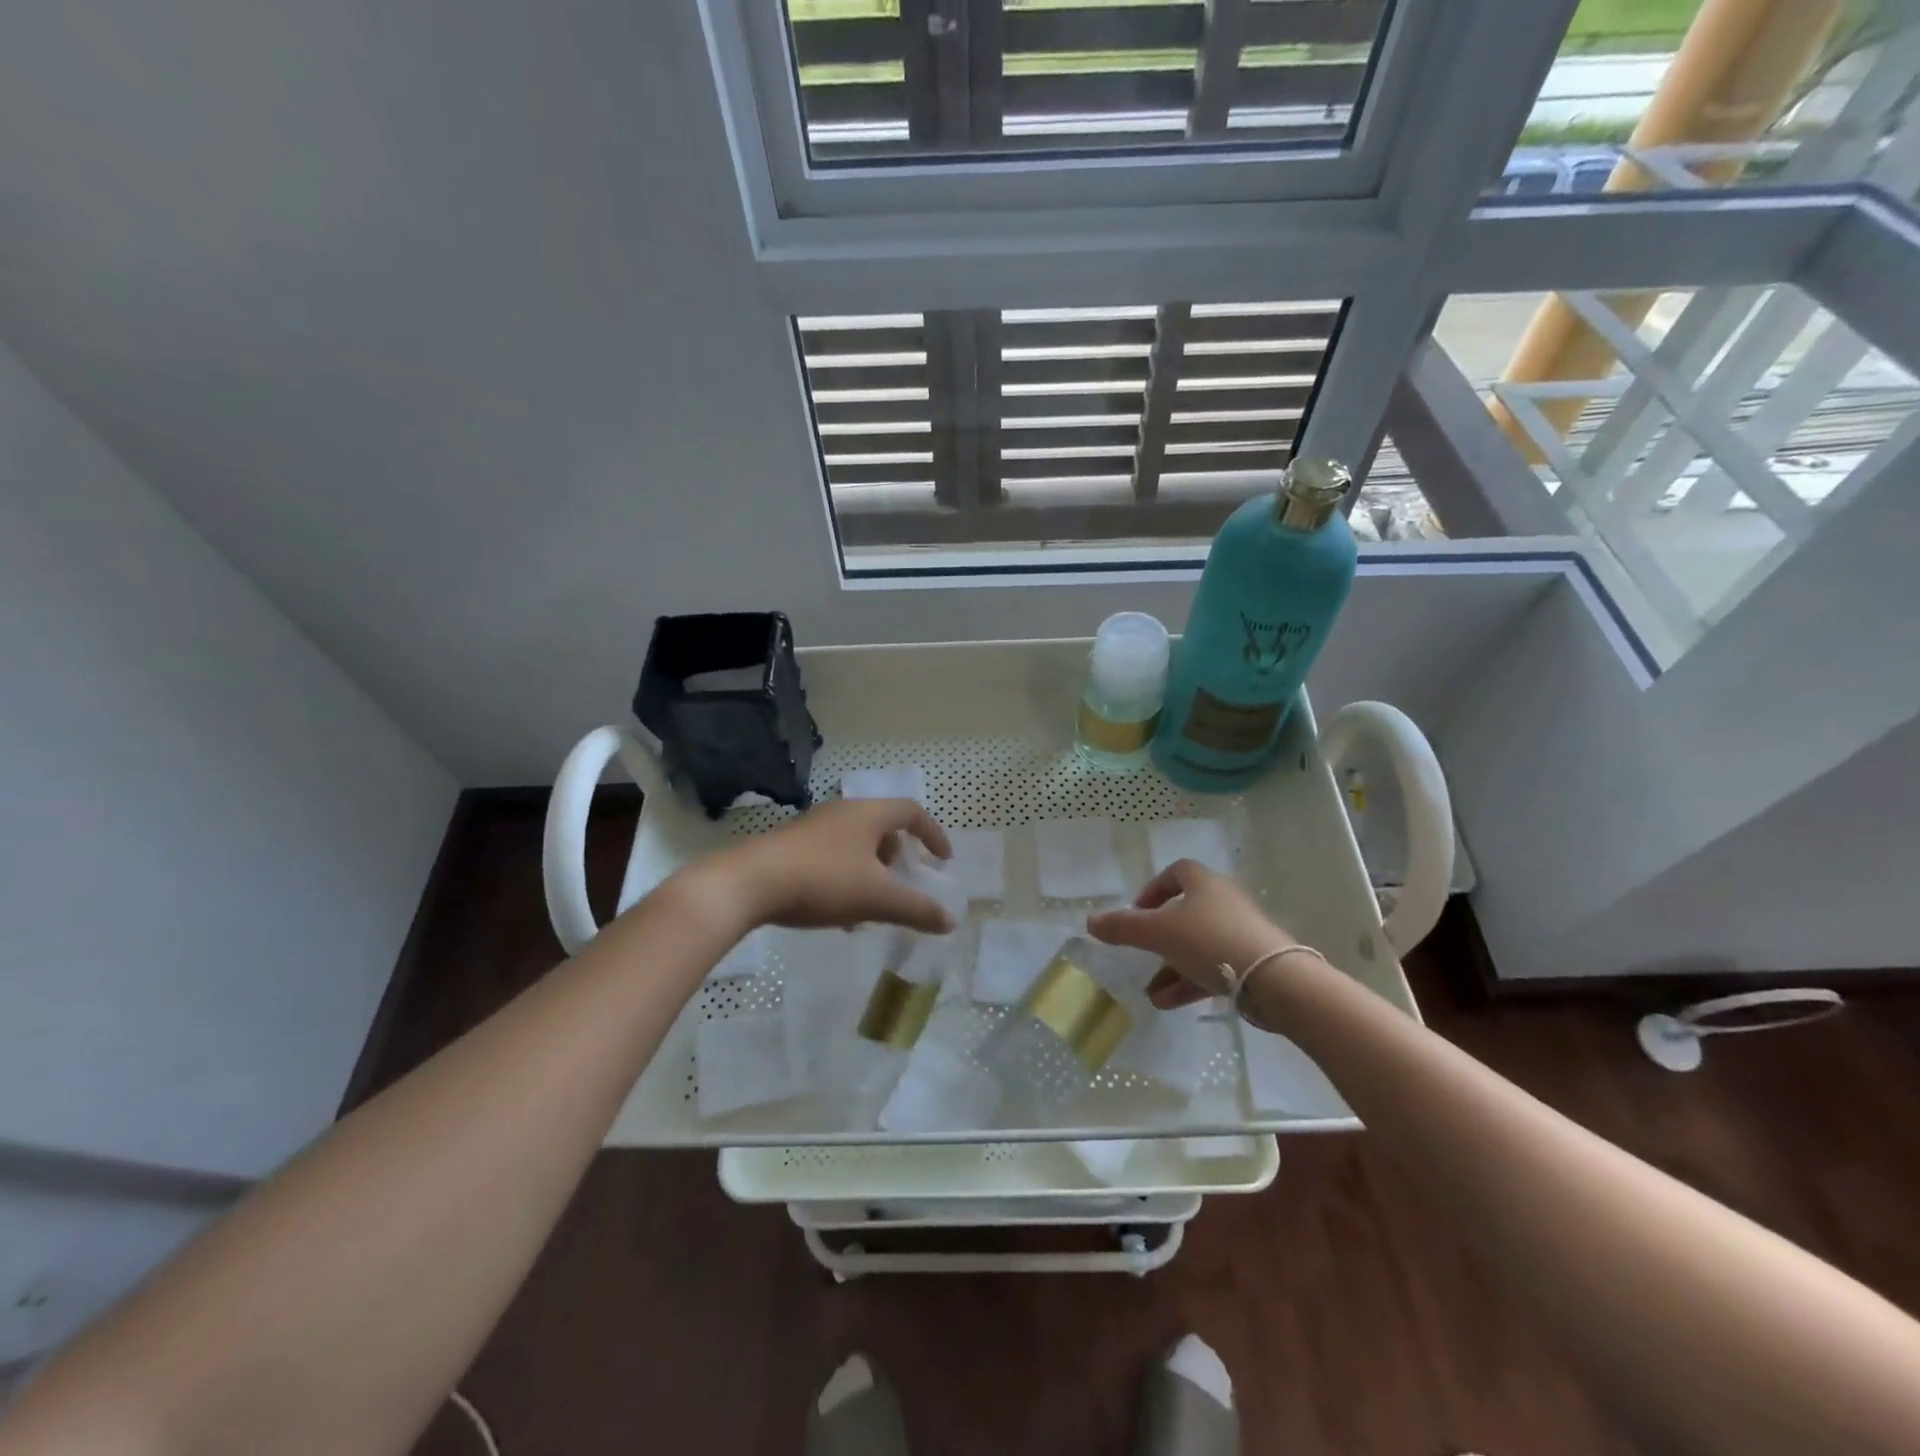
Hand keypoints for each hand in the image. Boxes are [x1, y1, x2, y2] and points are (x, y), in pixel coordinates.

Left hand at [712, 798, 955, 933]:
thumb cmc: (822, 881)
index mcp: (869, 814)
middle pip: (882, 828)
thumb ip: (916, 909)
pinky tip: (837, 915)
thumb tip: (950, 920)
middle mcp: (842, 812)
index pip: (912, 812)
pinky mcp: (791, 846)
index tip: (943, 861)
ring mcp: (813, 828)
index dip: (933, 834)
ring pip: (855, 846)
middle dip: (897, 858)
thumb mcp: (876, 898)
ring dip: (870, 874)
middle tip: (901, 885)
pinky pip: (831, 857)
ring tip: (868, 910)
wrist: (747, 884)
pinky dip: (845, 880)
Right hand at [1087, 860, 1293, 1009]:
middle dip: (1160, 936)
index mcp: (1205, 884)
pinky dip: (1190, 982)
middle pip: (1186, 913)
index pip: (1177, 873)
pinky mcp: (1253, 964)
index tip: (1137, 912)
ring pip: (1198, 946)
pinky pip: (1214, 968)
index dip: (1153, 889)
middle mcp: (1225, 903)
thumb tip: (1090, 921)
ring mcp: (1241, 934)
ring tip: (1150, 993)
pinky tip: (1168, 1003)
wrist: (1276, 980)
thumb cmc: (1211, 942)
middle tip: (1142, 953)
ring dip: (1172, 967)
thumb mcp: (1159, 933)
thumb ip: (1124, 927)